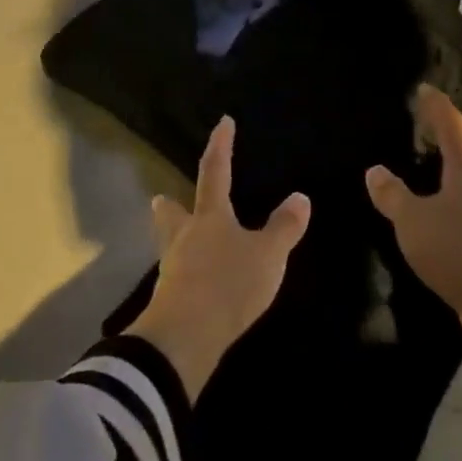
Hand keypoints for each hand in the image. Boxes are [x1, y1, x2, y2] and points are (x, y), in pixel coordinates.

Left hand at [131, 117, 310, 399]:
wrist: (185, 338)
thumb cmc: (228, 284)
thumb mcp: (268, 255)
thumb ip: (284, 228)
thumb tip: (300, 197)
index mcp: (210, 217)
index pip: (215, 171)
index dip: (220, 146)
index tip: (222, 122)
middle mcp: (186, 236)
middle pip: (173, 213)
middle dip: (170, 204)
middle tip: (161, 197)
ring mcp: (173, 268)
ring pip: (169, 244)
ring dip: (173, 237)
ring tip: (179, 238)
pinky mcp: (169, 299)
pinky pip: (176, 275)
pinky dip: (184, 271)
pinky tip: (192, 280)